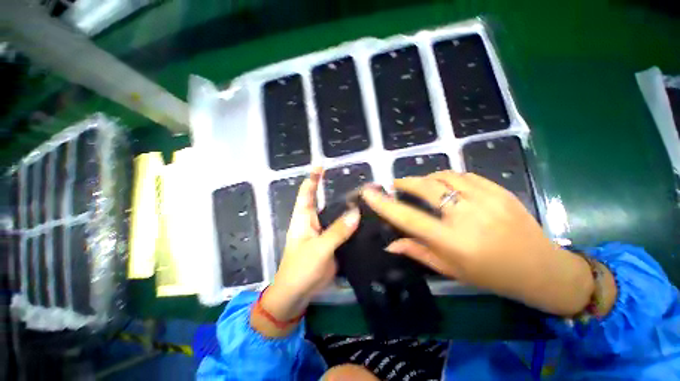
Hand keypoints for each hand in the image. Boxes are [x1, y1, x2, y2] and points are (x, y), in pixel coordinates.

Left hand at [253, 168, 359, 336]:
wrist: (298, 295)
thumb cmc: (300, 269)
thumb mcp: (318, 249)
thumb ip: (337, 231)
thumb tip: (356, 212)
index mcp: (303, 219)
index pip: (307, 193)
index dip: (312, 178)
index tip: (321, 165)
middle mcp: (314, 222)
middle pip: (326, 202)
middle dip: (339, 193)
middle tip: (358, 185)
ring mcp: (325, 233)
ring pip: (338, 216)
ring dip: (349, 209)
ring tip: (367, 201)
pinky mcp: (334, 244)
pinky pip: (344, 231)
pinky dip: (354, 225)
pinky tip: (367, 222)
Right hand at [361, 171, 599, 316]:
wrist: (541, 269)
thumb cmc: (491, 275)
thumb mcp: (450, 269)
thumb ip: (417, 251)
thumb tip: (390, 244)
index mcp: (452, 242)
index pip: (408, 218)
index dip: (384, 204)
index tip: (368, 192)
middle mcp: (467, 217)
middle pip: (426, 187)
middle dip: (406, 181)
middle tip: (397, 184)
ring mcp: (486, 200)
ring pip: (444, 176)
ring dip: (427, 178)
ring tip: (422, 185)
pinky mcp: (500, 190)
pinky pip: (464, 175)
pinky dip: (448, 177)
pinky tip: (446, 185)